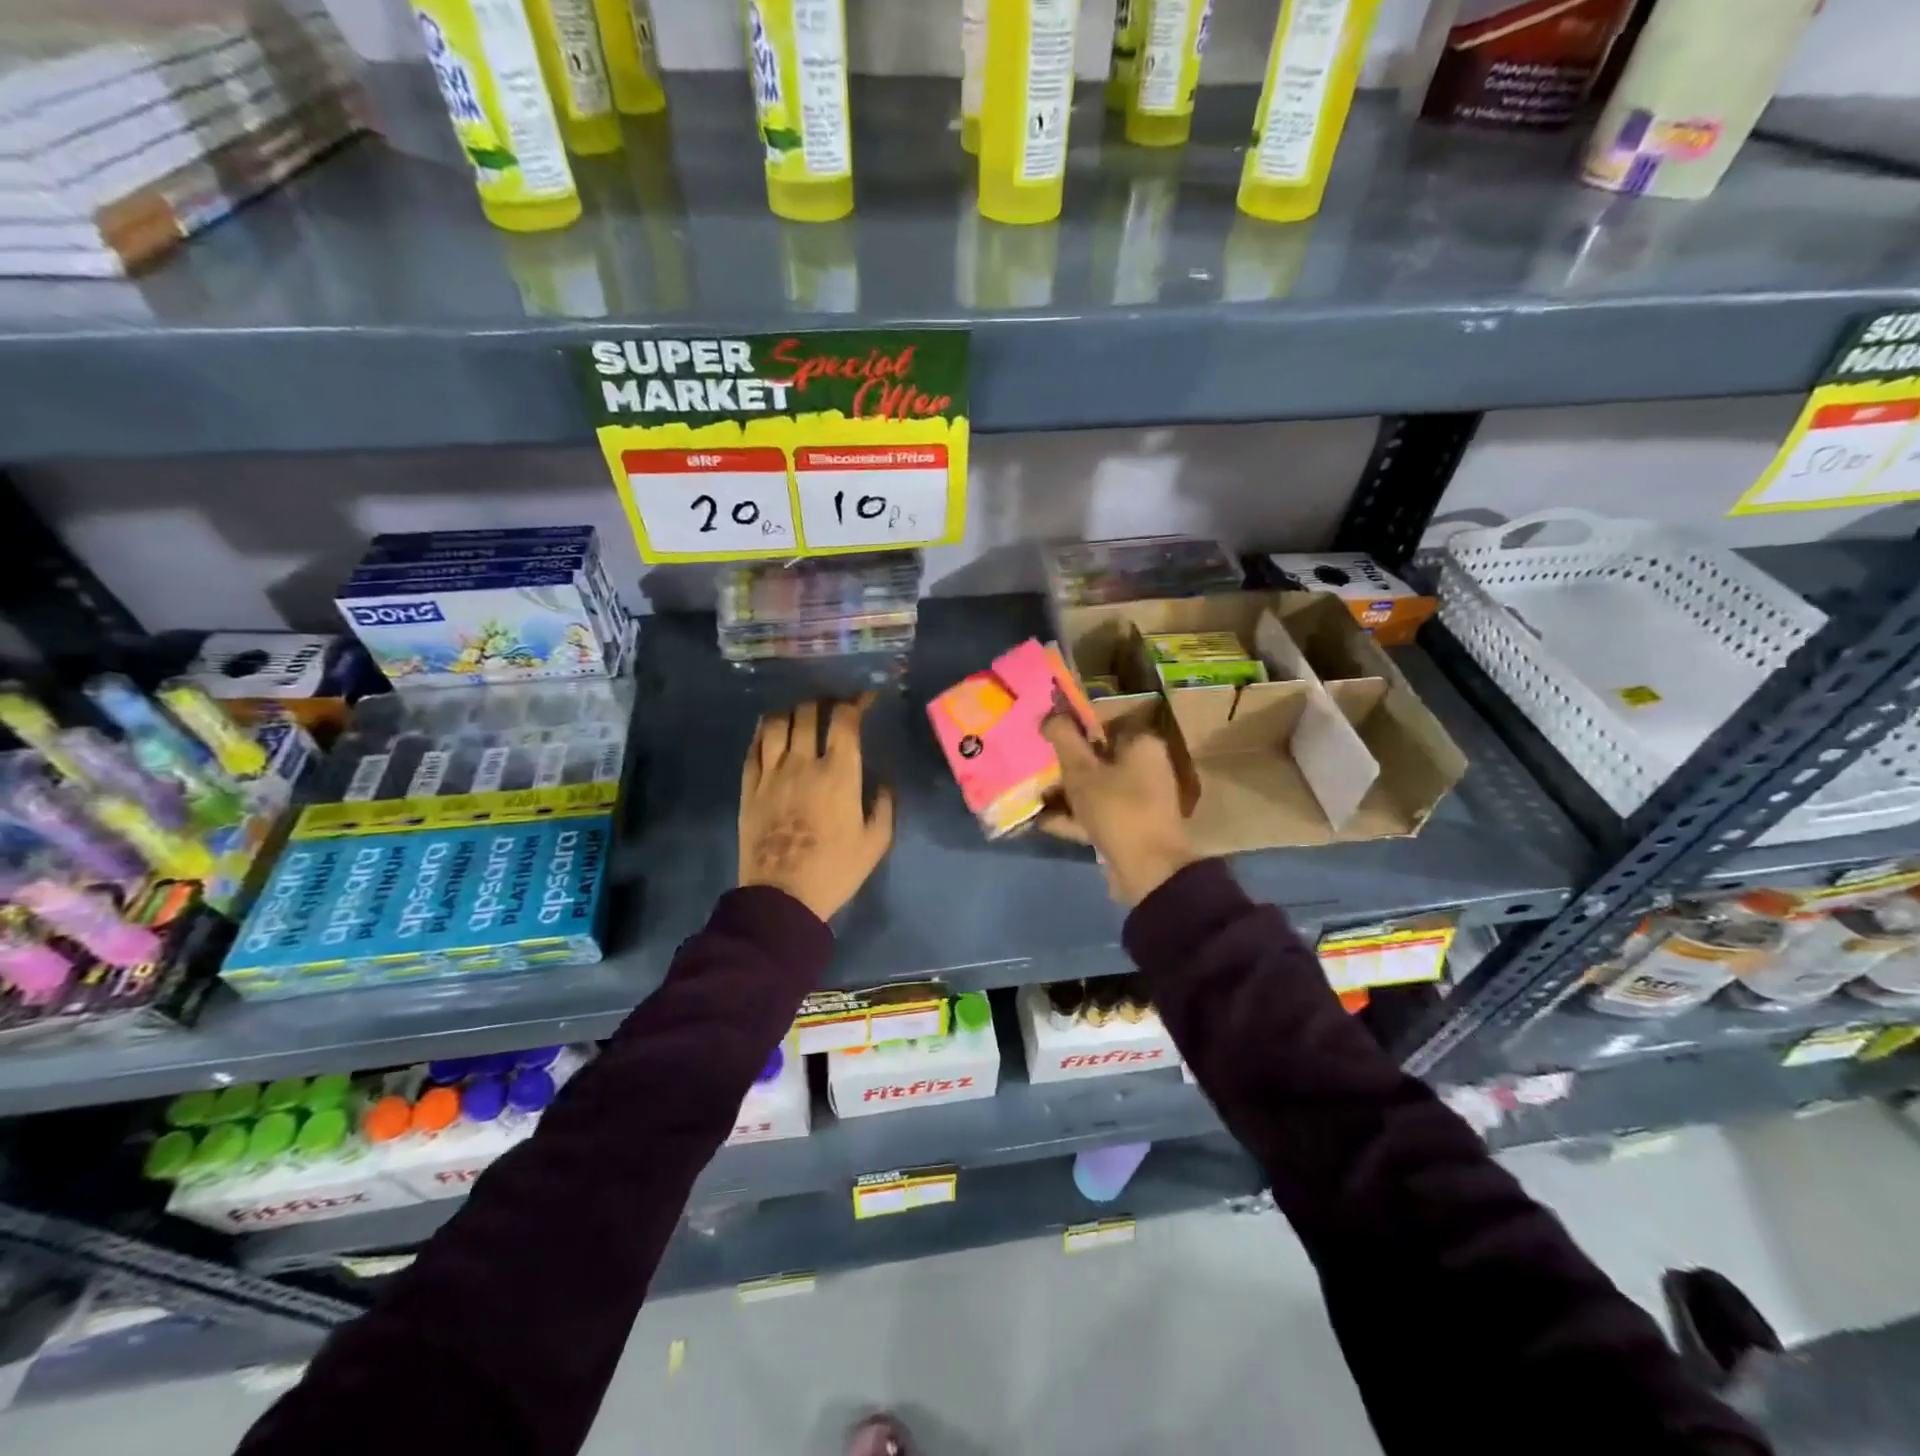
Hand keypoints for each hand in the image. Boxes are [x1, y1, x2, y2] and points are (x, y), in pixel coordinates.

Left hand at [740, 696, 894, 921]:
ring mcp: (771, 773)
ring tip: (800, 714)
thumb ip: (884, 805)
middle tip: (832, 706)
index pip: (845, 720)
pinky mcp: (748, 788)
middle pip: (808, 713)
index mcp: (838, 773)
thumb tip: (884, 782)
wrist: (783, 898)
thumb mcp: (876, 842)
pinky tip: (769, 731)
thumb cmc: (835, 870)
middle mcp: (803, 763)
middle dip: (823, 702)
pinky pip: (752, 748)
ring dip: (791, 712)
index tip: (864, 699)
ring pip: (776, 723)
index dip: (856, 702)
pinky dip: (763, 732)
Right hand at [1039, 715, 1198, 907]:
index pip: (1103, 722)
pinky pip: (1098, 812)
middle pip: (1097, 757)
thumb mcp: (1082, 771)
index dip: (1072, 727)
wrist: (1149, 870)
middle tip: (1035, 766)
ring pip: (1096, 786)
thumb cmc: (1116, 809)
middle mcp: (1145, 766)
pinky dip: (1074, 815)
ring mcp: (1139, 798)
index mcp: (1141, 744)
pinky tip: (1043, 821)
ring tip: (1033, 796)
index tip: (1045, 735)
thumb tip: (1050, 715)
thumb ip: (1064, 739)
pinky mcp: (1131, 825)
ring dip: (1065, 792)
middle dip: (1065, 764)